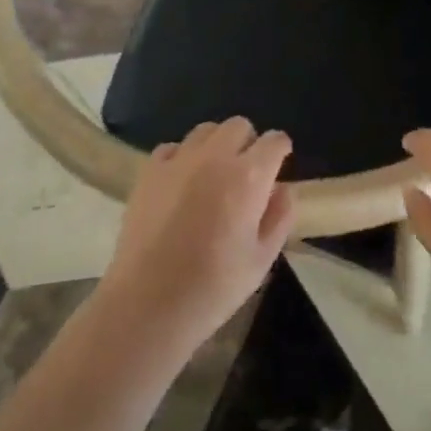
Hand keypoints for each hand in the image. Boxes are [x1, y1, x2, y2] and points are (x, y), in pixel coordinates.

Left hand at [97, 117, 293, 358]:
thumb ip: (279, 218)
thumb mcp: (261, 261)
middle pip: (239, 126)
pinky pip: (173, 147)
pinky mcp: (149, 170)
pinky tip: (180, 184)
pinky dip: (182, 157)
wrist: (147, 304)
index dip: (280, 151)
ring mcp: (179, 160)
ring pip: (206, 131)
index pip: (274, 141)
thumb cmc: (212, 288)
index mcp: (249, 177)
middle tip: (245, 175)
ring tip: (212, 176)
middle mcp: (215, 156)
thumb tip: (283, 189)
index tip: (278, 166)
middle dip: (248, 143)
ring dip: (216, 145)